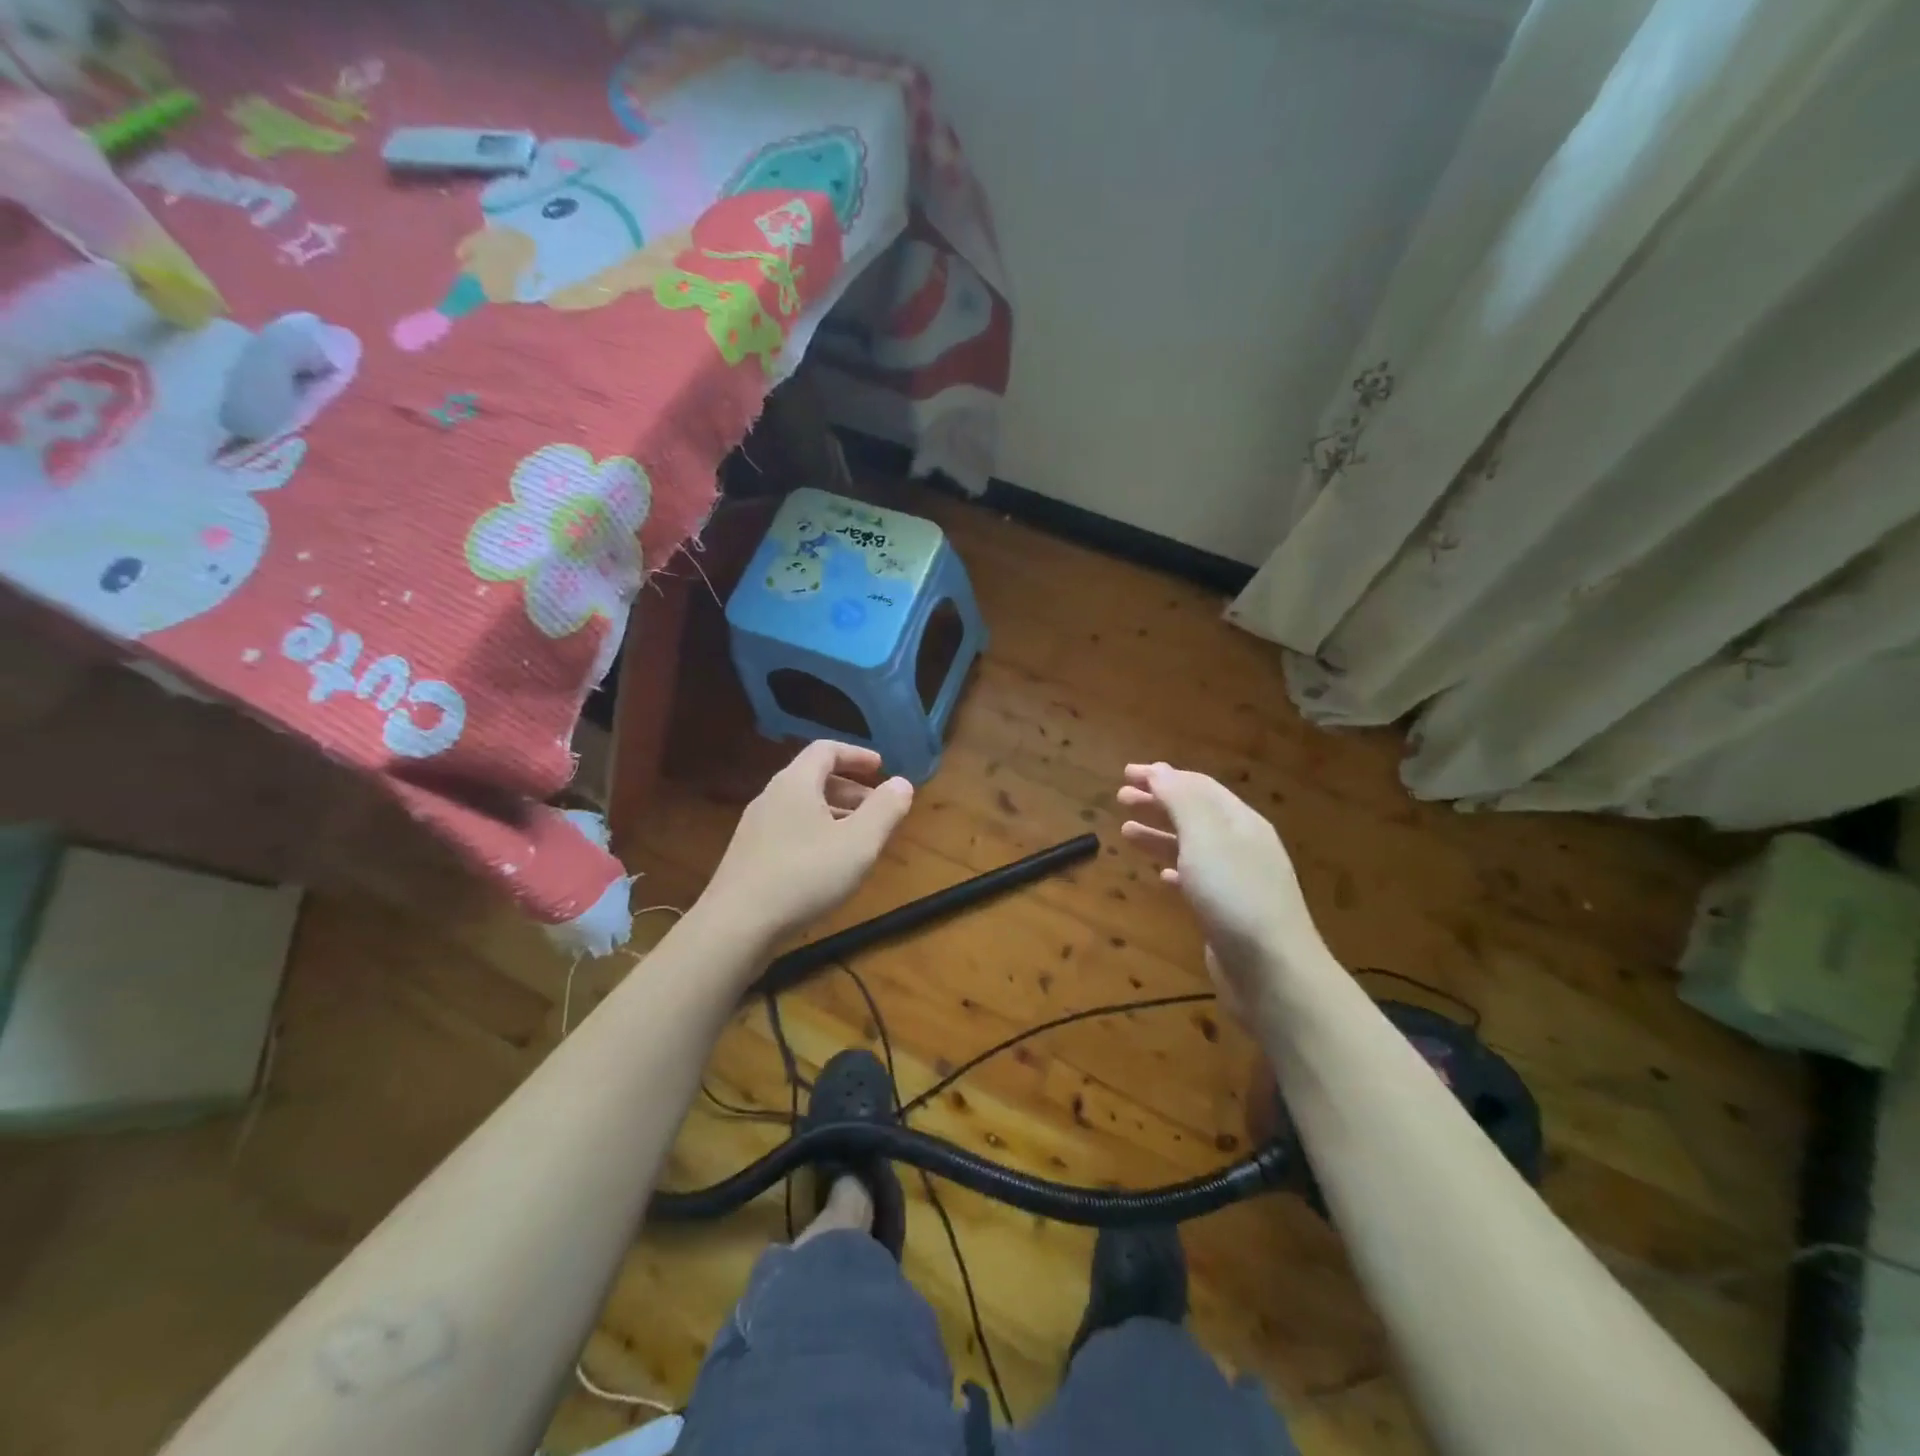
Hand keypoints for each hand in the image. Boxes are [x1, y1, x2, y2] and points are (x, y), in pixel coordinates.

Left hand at [703, 741, 913, 947]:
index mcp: (795, 783)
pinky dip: (816, 834)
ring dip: (835, 814)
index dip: (856, 755)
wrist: (735, 927)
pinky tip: (828, 866)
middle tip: (878, 808)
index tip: (881, 768)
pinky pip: (790, 831)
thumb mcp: (859, 843)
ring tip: (860, 839)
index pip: (826, 750)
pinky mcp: (749, 857)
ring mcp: (755, 828)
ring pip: (802, 808)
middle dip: (851, 789)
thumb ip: (885, 809)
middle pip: (814, 778)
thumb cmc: (804, 876)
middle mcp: (771, 797)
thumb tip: (901, 783)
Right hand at [1116, 762, 1325, 1015]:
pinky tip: (1159, 875)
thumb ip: (1181, 800)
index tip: (1126, 773)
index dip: (1162, 776)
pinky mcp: (1228, 912)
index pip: (1198, 786)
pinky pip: (1196, 879)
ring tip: (1125, 832)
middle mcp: (1242, 845)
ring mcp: (1237, 880)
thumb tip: (1160, 770)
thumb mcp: (1206, 837)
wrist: (1272, 972)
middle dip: (1158, 802)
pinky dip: (1174, 869)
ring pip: (1192, 846)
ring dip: (1160, 834)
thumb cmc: (1235, 894)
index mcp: (1240, 821)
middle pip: (1195, 813)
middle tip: (1121, 797)